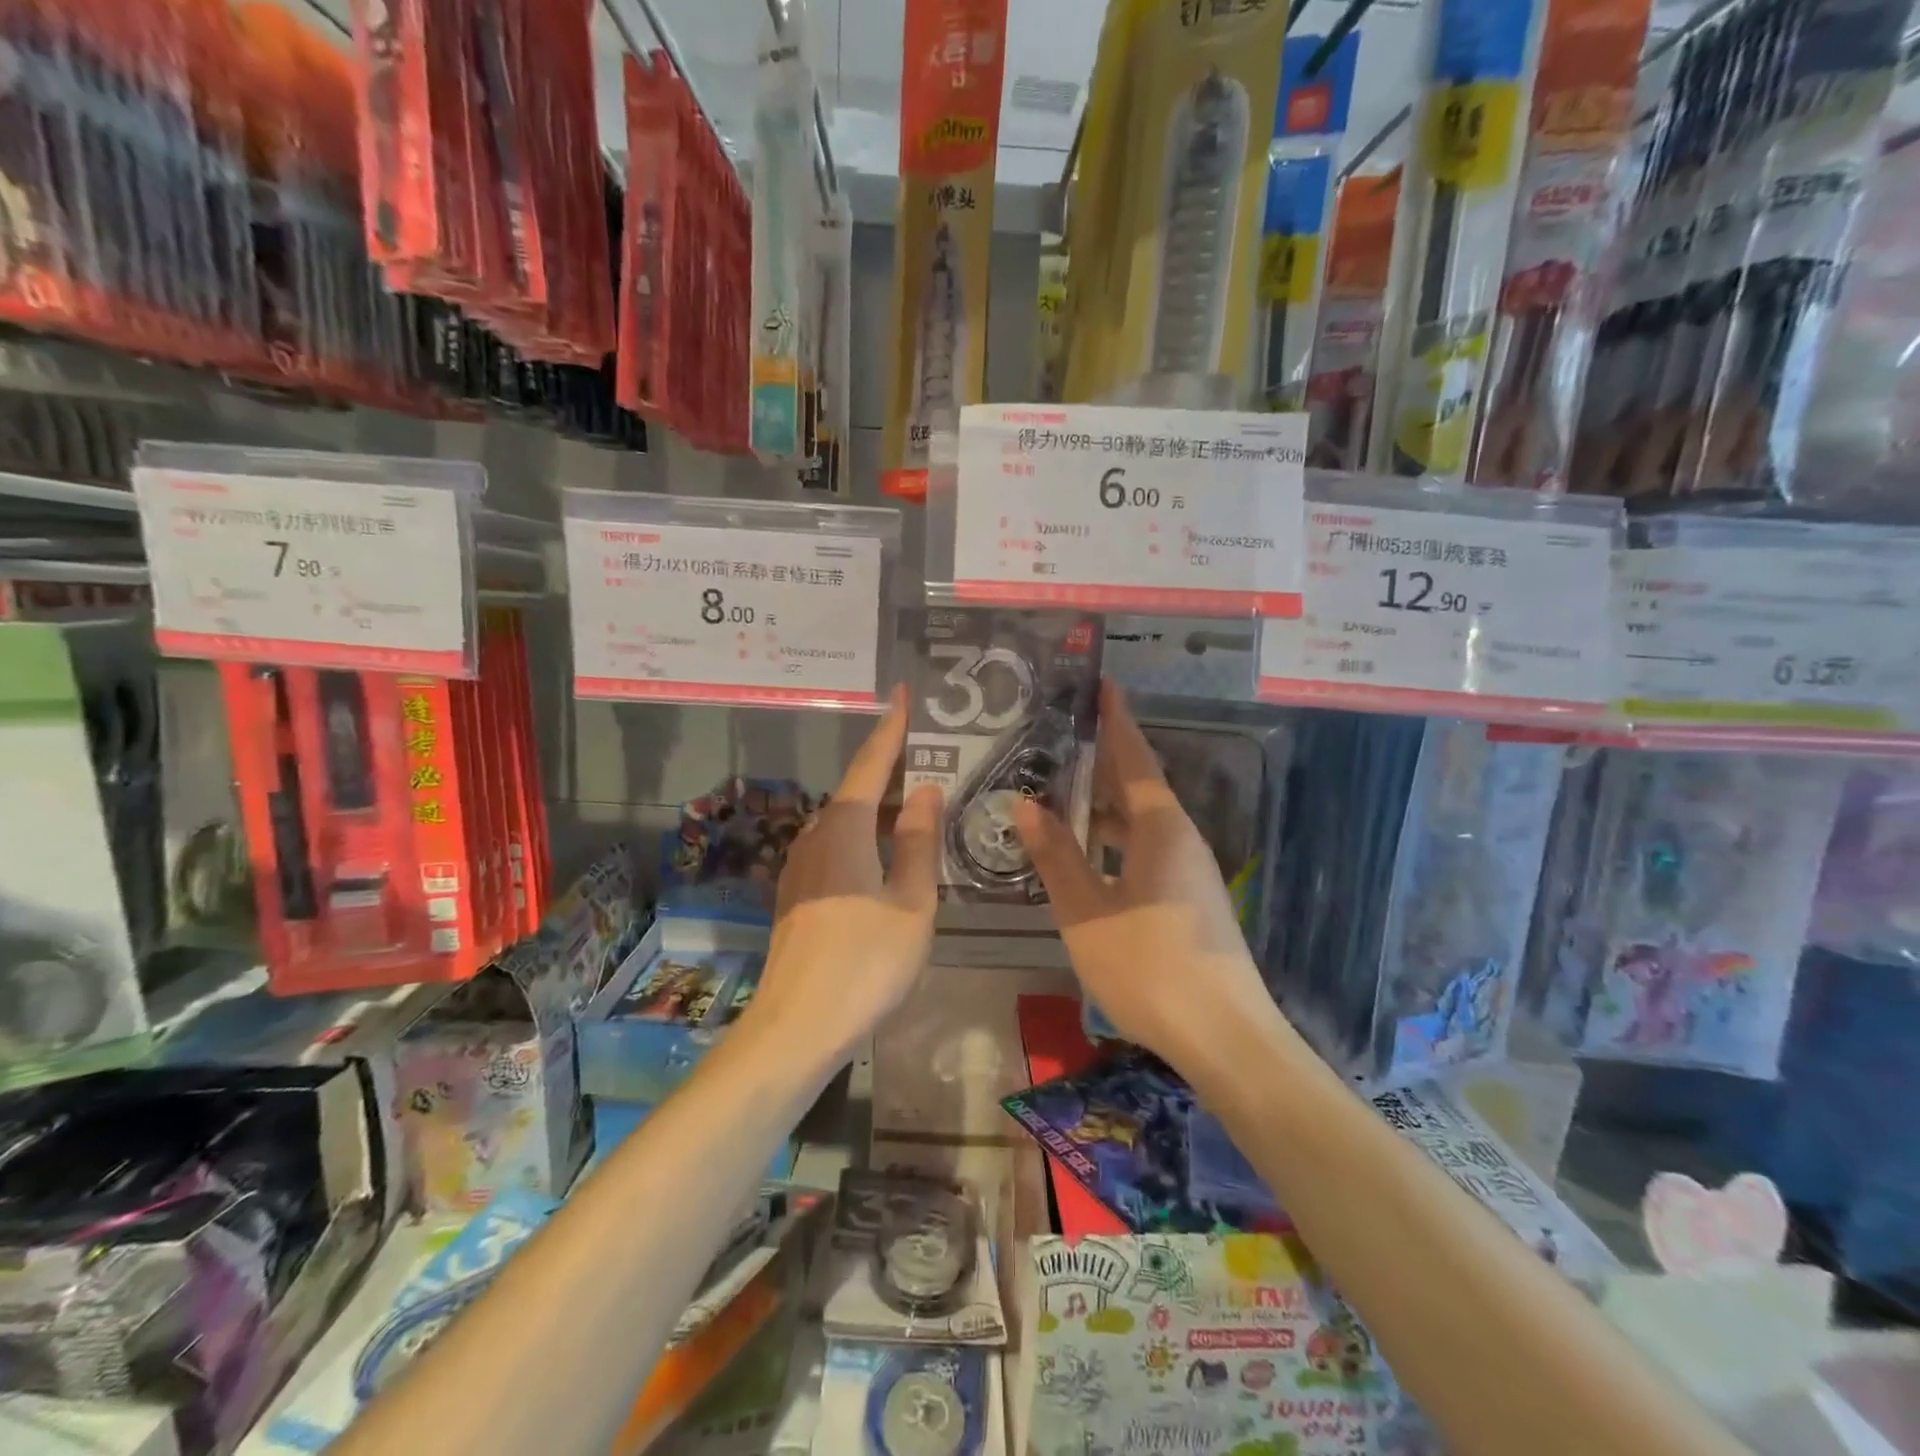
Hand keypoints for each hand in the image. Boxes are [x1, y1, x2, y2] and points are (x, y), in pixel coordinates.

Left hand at [741, 686, 942, 1066]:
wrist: (797, 1027)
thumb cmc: (865, 962)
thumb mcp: (911, 901)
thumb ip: (917, 841)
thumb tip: (926, 789)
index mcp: (844, 827)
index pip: (871, 763)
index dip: (892, 728)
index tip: (904, 693)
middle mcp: (815, 835)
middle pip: (857, 789)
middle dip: (892, 769)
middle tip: (931, 754)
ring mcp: (801, 866)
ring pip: (846, 821)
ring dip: (879, 806)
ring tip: (917, 801)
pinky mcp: (798, 894)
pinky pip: (837, 847)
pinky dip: (865, 836)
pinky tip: (886, 854)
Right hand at [1013, 679, 1281, 1071]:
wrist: (1225, 1038)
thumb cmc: (1150, 967)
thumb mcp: (1087, 912)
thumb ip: (1056, 856)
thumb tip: (1025, 804)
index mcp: (1160, 827)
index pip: (1134, 757)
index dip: (1115, 720)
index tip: (1101, 684)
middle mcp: (1180, 838)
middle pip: (1138, 785)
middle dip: (1104, 757)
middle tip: (1061, 734)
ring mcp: (1189, 870)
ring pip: (1140, 820)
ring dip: (1104, 803)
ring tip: (1060, 788)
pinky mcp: (1188, 898)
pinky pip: (1145, 848)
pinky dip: (1113, 837)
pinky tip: (1085, 850)